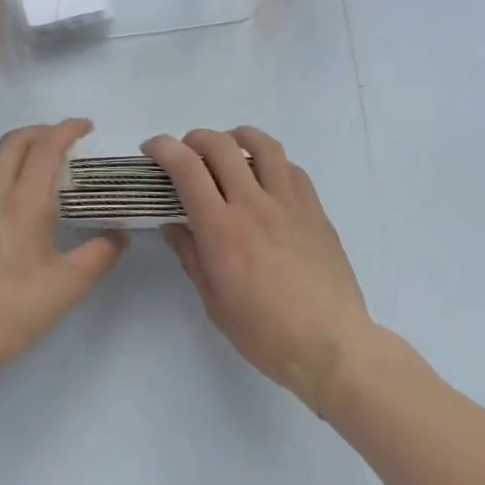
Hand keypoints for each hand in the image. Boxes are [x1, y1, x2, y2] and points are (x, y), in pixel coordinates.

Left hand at [0, 119, 127, 386]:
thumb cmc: (15, 309)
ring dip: (12, 147)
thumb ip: (100, 254)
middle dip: (42, 132)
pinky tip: (2, 194)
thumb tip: (120, 235)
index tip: (86, 128)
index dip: (68, 129)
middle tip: (63, 143)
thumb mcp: (69, 285)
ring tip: (30, 163)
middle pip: (15, 140)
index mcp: (25, 200)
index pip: (47, 145)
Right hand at [145, 127, 374, 412]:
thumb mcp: (214, 302)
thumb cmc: (265, 334)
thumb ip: (191, 255)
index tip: (151, 150)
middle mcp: (252, 204)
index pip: (185, 168)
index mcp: (221, 228)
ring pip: (261, 144)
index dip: (163, 148)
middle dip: (194, 138)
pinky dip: (271, 162)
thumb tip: (172, 225)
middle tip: (186, 153)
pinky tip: (266, 178)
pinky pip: (290, 167)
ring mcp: (287, 202)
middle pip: (219, 145)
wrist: (332, 347)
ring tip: (228, 150)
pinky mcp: (314, 209)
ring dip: (236, 137)